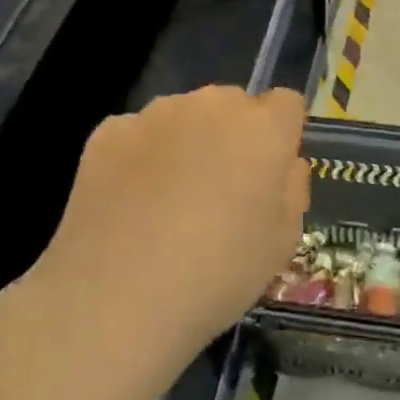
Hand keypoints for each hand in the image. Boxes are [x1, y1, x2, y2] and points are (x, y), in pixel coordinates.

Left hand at [0, 87, 309, 399]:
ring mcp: (154, 115)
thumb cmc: (219, 273)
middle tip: (220, 191)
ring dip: (186, 142)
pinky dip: (141, 157)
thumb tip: (283, 164)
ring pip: (183, 116)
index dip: (281, 136)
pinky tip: (131, 203)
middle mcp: (210, 105)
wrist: (119, 296)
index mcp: (262, 127)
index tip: (268, 174)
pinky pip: (138, 134)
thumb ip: (291, 189)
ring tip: (169, 201)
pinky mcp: (108, 132)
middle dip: (233, 136)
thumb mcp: (283, 243)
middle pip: (232, 105)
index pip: (286, 103)